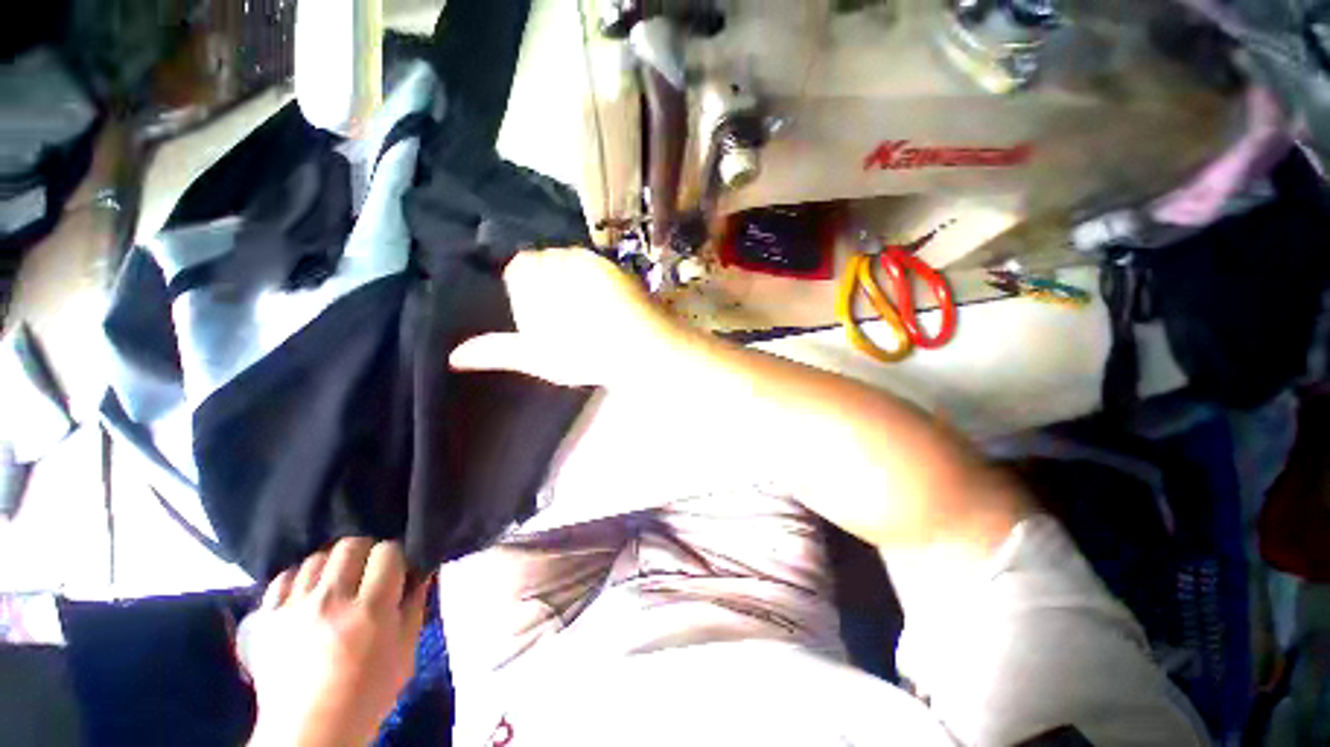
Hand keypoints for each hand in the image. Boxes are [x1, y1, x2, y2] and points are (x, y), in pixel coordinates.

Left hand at [241, 539, 430, 746]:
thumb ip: (415, 606)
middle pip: (350, 545)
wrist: (308, 733)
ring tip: (337, 585)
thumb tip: (422, 571)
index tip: (397, 571)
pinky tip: (308, 595)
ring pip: (316, 557)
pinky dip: (300, 579)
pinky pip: (284, 578)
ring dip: (333, 566)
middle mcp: (329, 601)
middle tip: (368, 573)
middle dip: (365, 552)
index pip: (388, 552)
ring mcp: (292, 609)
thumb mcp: (405, 653)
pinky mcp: (265, 619)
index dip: (396, 557)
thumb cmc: (367, 695)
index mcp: (370, 611)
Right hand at [450, 248, 685, 387]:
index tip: (547, 316)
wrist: (639, 348)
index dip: (530, 292)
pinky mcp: (611, 264)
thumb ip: (498, 351)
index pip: (519, 270)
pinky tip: (606, 302)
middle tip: (570, 315)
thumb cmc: (585, 355)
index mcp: (531, 280)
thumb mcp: (538, 357)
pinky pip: (593, 262)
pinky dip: (594, 277)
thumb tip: (454, 357)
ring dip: (572, 278)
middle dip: (550, 284)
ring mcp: (587, 260)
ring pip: (567, 259)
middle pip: (543, 261)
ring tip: (589, 310)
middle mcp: (556, 260)